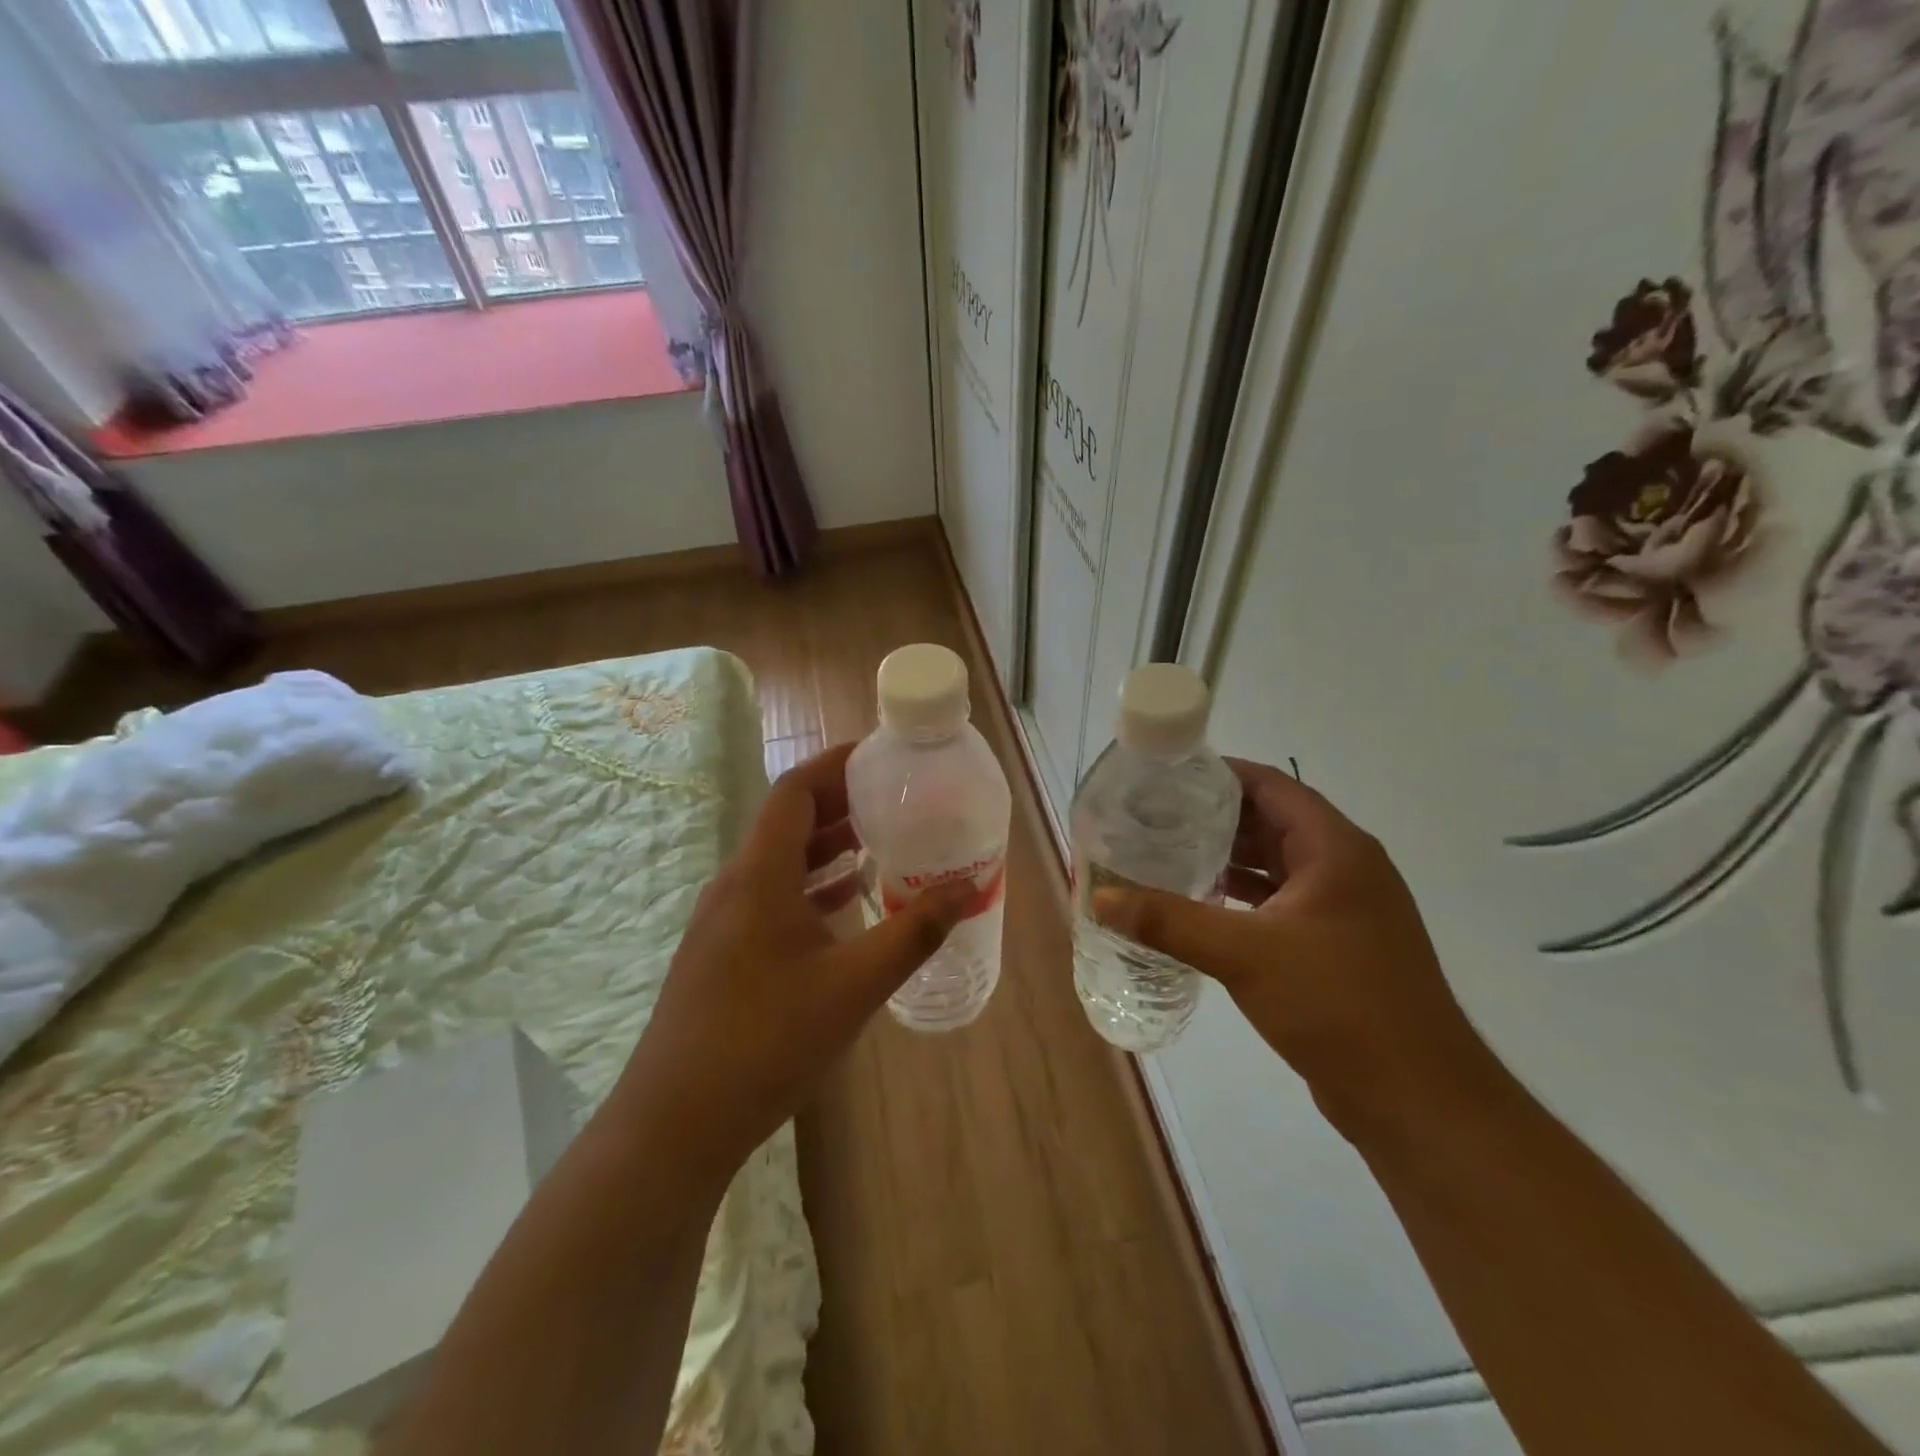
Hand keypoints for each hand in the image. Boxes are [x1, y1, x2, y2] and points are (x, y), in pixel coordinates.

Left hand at [611, 743, 972, 1193]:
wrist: (676, 1123)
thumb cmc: (766, 1042)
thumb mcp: (854, 987)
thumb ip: (913, 933)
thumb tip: (963, 889)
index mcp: (759, 875)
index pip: (795, 790)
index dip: (835, 764)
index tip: (881, 757)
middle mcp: (736, 885)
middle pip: (787, 821)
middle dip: (840, 803)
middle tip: (894, 799)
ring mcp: (724, 920)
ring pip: (780, 862)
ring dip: (827, 846)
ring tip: (880, 842)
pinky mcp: (724, 953)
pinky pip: (773, 897)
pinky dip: (812, 887)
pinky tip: (846, 904)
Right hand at [1093, 758, 1493, 1139]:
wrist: (1417, 1098)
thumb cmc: (1337, 1004)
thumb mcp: (1244, 955)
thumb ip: (1169, 921)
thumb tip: (1100, 898)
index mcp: (1334, 848)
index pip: (1271, 786)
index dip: (1218, 774)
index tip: (1164, 777)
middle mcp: (1343, 867)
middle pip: (1270, 821)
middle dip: (1212, 817)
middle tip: (1152, 816)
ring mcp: (1343, 908)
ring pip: (1274, 864)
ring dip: (1225, 858)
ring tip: (1165, 853)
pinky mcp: (1335, 945)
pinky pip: (1279, 902)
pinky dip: (1241, 897)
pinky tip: (1200, 904)